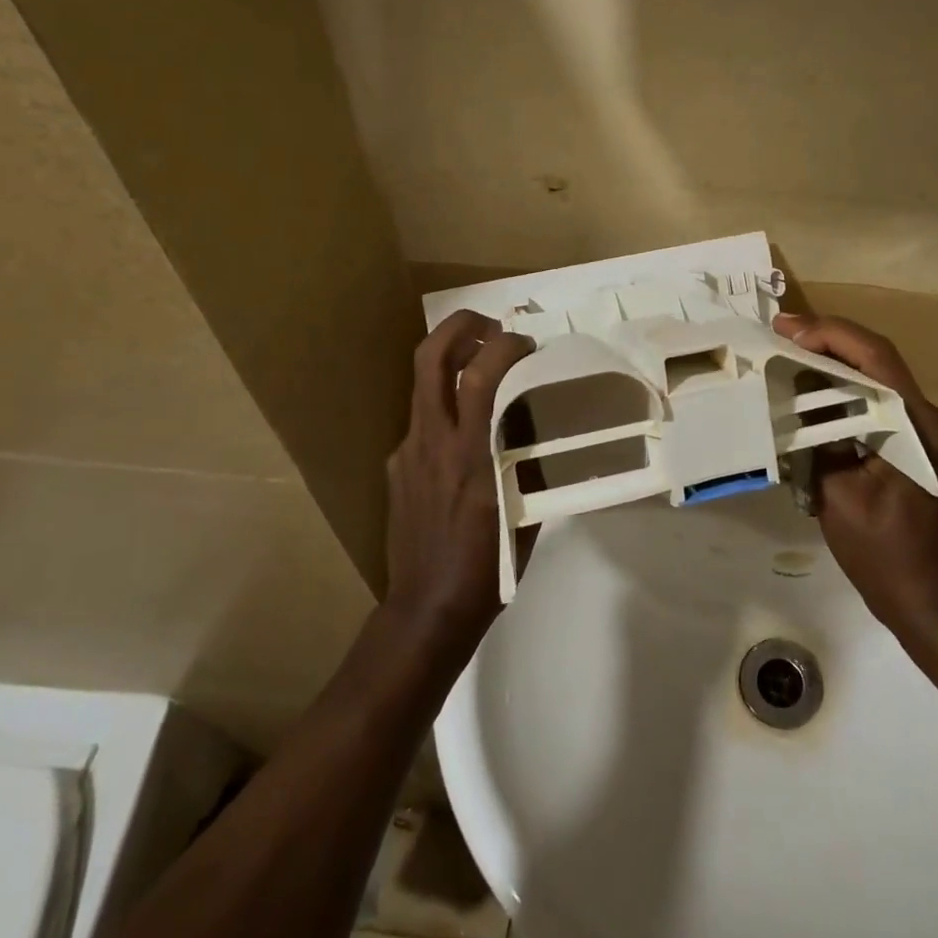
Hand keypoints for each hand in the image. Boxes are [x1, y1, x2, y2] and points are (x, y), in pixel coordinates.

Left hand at [384, 310, 533, 663]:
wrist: (426, 610)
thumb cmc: (488, 568)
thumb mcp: (525, 511)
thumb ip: (530, 462)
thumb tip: (542, 429)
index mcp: (470, 454)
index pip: (480, 375)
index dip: (505, 345)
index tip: (529, 345)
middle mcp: (432, 442)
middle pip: (430, 357)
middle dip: (461, 326)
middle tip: (493, 327)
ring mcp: (407, 451)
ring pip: (421, 383)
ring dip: (452, 359)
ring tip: (483, 364)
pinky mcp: (395, 466)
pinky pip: (422, 419)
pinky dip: (446, 405)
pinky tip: (466, 431)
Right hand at [774, 314, 937, 634]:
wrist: (932, 604)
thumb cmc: (884, 556)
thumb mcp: (838, 497)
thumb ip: (818, 440)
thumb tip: (798, 400)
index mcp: (921, 429)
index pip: (876, 359)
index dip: (830, 335)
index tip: (785, 329)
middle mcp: (934, 420)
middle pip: (879, 362)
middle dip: (829, 342)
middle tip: (781, 333)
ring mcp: (932, 433)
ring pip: (880, 380)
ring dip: (836, 365)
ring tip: (790, 355)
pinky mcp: (923, 447)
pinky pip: (882, 405)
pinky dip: (847, 393)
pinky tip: (815, 394)